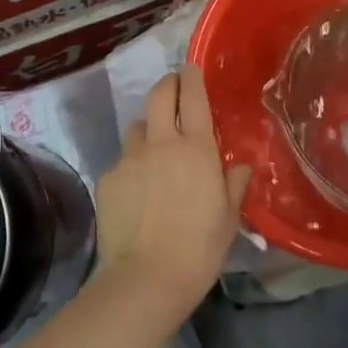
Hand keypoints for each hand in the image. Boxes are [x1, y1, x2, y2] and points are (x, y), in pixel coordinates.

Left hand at [93, 65, 251, 321]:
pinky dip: (131, 167)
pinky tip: (137, 193)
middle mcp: (161, 143)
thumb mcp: (228, 218)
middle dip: (167, 85)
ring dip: (148, 129)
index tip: (191, 68)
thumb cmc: (198, 249)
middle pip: (159, 95)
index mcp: (196, 148)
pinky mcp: (107, 178)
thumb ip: (234, 185)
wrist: (145, 280)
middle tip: (174, 89)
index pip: (192, 96)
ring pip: (137, 127)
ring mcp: (129, 159)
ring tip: (155, 150)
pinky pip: (122, 161)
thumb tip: (240, 167)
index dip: (191, 76)